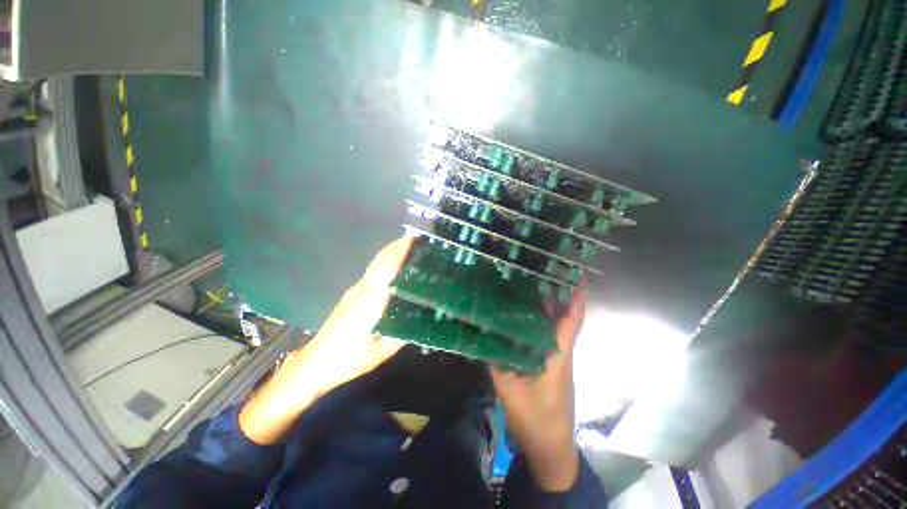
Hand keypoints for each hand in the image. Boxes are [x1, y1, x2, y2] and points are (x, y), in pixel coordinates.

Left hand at [239, 236, 412, 443]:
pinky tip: (396, 270)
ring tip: (412, 251)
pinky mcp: (352, 295)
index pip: (388, 266)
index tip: (416, 239)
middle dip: (398, 245)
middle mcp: (363, 288)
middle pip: (381, 259)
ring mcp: (355, 290)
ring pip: (376, 264)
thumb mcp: (383, 350)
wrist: (315, 363)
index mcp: (371, 298)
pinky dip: (386, 263)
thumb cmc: (349, 358)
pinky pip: (373, 272)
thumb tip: (424, 318)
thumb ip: (404, 332)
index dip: (401, 250)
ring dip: (392, 252)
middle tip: (419, 241)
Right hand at [491, 290, 584, 490]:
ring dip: (550, 311)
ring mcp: (558, 363)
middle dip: (559, 298)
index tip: (578, 280)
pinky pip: (549, 341)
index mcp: (557, 358)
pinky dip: (542, 326)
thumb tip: (485, 337)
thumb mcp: (510, 393)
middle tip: (545, 276)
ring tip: (535, 290)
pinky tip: (527, 320)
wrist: (552, 451)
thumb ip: (496, 364)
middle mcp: (561, 356)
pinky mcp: (552, 370)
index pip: (570, 324)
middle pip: (564, 322)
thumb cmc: (536, 422)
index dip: (575, 301)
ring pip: (556, 330)